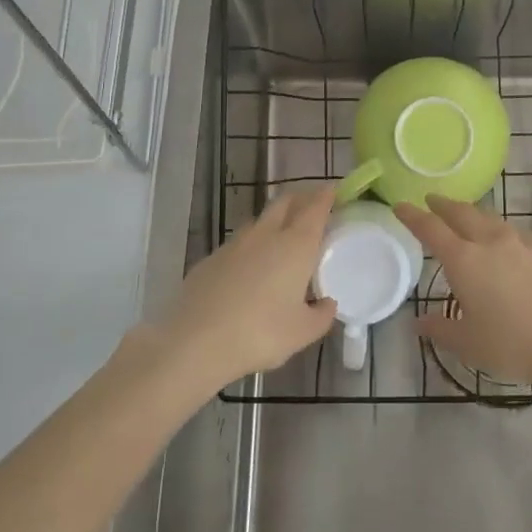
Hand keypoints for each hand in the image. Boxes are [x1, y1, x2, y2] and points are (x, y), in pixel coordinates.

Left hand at [162, 186, 339, 390]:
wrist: (196, 340)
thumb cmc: (260, 333)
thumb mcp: (302, 332)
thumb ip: (321, 315)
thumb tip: (327, 304)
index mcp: (296, 245)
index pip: (315, 207)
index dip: (327, 195)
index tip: (335, 191)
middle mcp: (266, 234)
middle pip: (286, 201)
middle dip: (302, 198)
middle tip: (313, 207)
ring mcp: (235, 243)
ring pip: (260, 220)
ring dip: (275, 220)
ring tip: (283, 238)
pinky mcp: (212, 257)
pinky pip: (239, 242)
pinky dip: (252, 245)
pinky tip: (250, 268)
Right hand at [395, 195, 531, 388]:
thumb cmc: (512, 345)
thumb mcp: (468, 343)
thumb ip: (440, 329)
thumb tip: (418, 322)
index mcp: (464, 260)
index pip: (431, 229)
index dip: (413, 216)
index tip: (401, 206)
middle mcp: (491, 241)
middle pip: (462, 213)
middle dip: (444, 205)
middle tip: (433, 201)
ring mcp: (523, 242)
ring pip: (492, 219)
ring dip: (475, 215)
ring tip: (469, 219)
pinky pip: (518, 234)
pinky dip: (504, 233)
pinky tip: (509, 245)